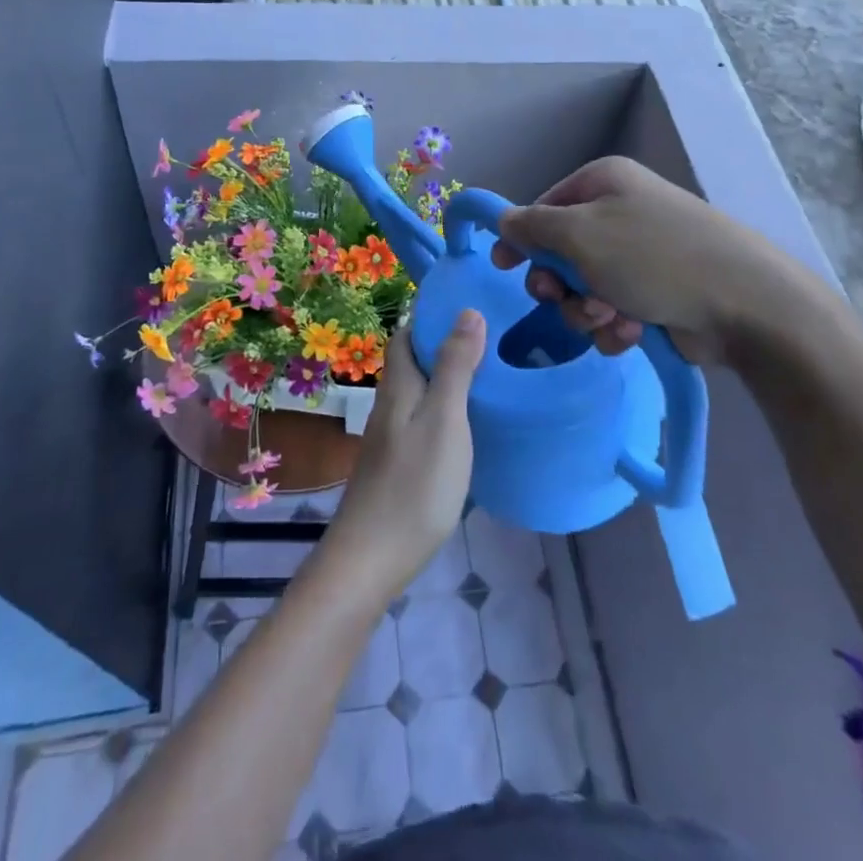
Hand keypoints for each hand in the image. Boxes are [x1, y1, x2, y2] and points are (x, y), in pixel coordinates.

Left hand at [321, 312, 485, 604]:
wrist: (373, 557)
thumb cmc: (415, 484)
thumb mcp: (445, 419)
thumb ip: (455, 366)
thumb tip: (466, 311)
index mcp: (399, 385)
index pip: (407, 334)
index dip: (431, 316)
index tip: (469, 305)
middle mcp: (390, 403)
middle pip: (412, 361)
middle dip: (443, 344)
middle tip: (490, 338)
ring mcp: (392, 436)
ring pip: (418, 391)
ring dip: (445, 376)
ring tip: (488, 374)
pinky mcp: (398, 463)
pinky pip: (422, 418)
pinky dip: (444, 407)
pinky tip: (468, 422)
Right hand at [492, 156, 840, 369]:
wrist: (743, 303)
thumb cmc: (653, 257)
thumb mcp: (580, 235)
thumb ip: (532, 227)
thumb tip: (504, 220)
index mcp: (604, 183)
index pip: (544, 207)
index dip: (522, 238)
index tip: (503, 267)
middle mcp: (622, 213)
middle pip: (561, 252)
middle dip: (560, 284)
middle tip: (564, 298)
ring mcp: (642, 255)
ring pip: (584, 288)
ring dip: (587, 310)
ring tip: (613, 318)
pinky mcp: (657, 294)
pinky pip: (613, 310)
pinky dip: (615, 325)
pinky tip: (634, 332)